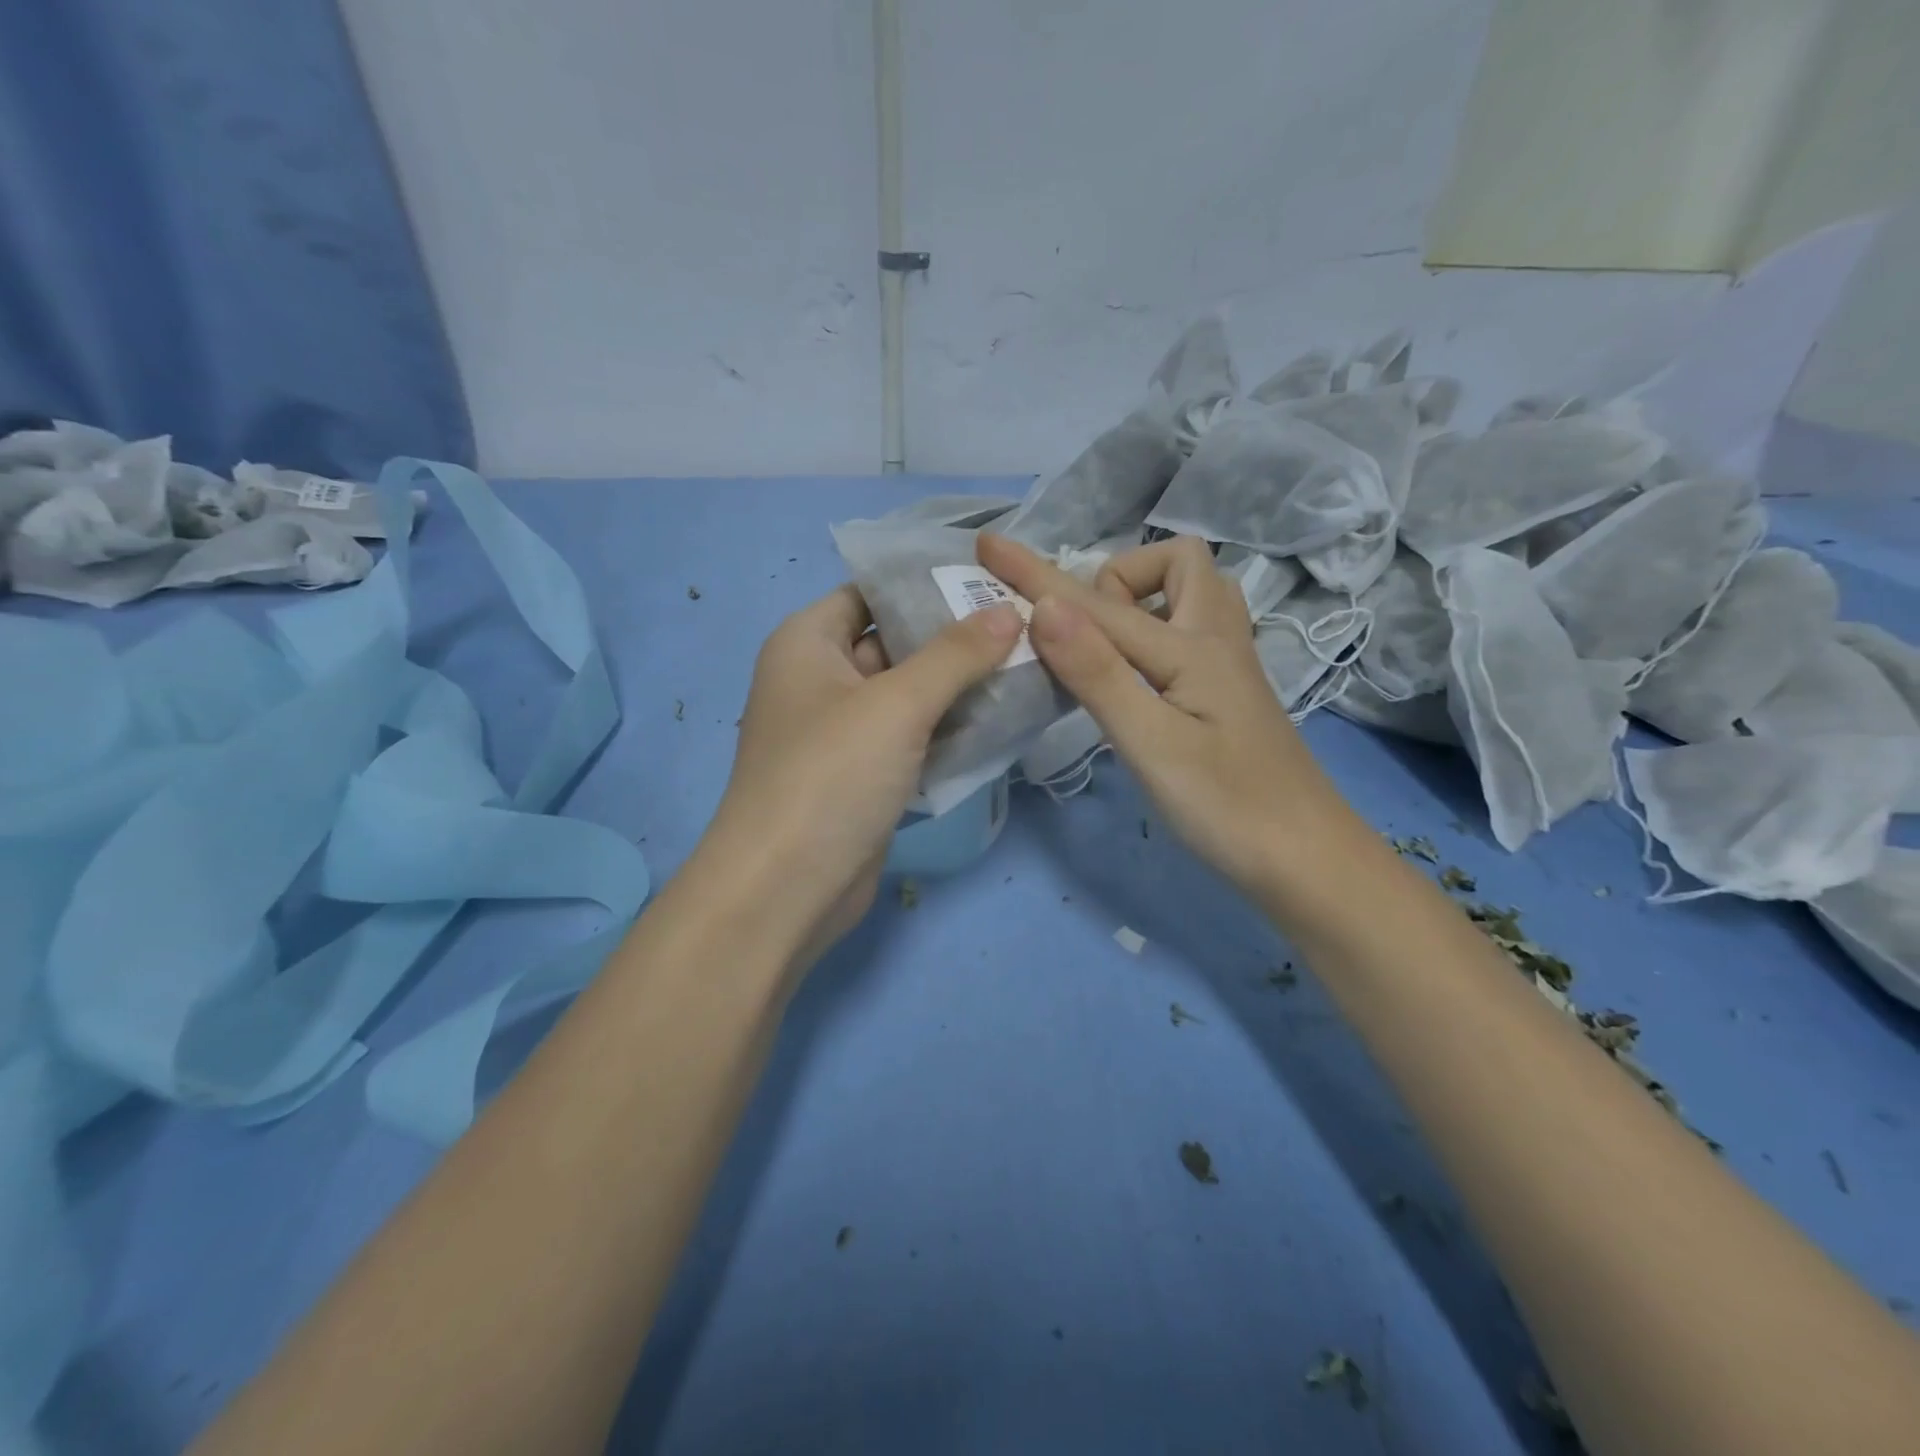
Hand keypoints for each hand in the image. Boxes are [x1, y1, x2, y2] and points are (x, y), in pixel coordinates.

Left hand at [698, 584, 1022, 963]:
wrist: (786, 890)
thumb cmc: (830, 776)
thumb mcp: (896, 704)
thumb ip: (956, 655)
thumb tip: (1009, 611)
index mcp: (808, 642)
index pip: (871, 592)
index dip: (927, 584)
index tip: (992, 581)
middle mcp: (820, 679)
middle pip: (895, 642)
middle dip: (955, 638)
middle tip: (1025, 626)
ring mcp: (842, 732)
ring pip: (909, 694)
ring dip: (960, 687)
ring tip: (1028, 667)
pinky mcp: (863, 776)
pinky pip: (912, 738)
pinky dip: (950, 730)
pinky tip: (1003, 721)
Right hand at [978, 533, 1347, 891]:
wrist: (1309, 864)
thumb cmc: (1228, 809)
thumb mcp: (1152, 744)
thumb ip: (1098, 673)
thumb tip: (1044, 605)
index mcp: (1192, 648)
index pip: (1097, 604)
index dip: (1037, 575)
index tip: (989, 545)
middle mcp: (1216, 641)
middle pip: (1176, 564)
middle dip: (1117, 579)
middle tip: (1086, 635)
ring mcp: (1228, 668)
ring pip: (1191, 597)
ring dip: (1143, 600)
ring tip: (1107, 649)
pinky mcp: (1228, 696)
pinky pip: (1189, 634)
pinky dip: (1153, 634)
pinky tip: (1135, 678)